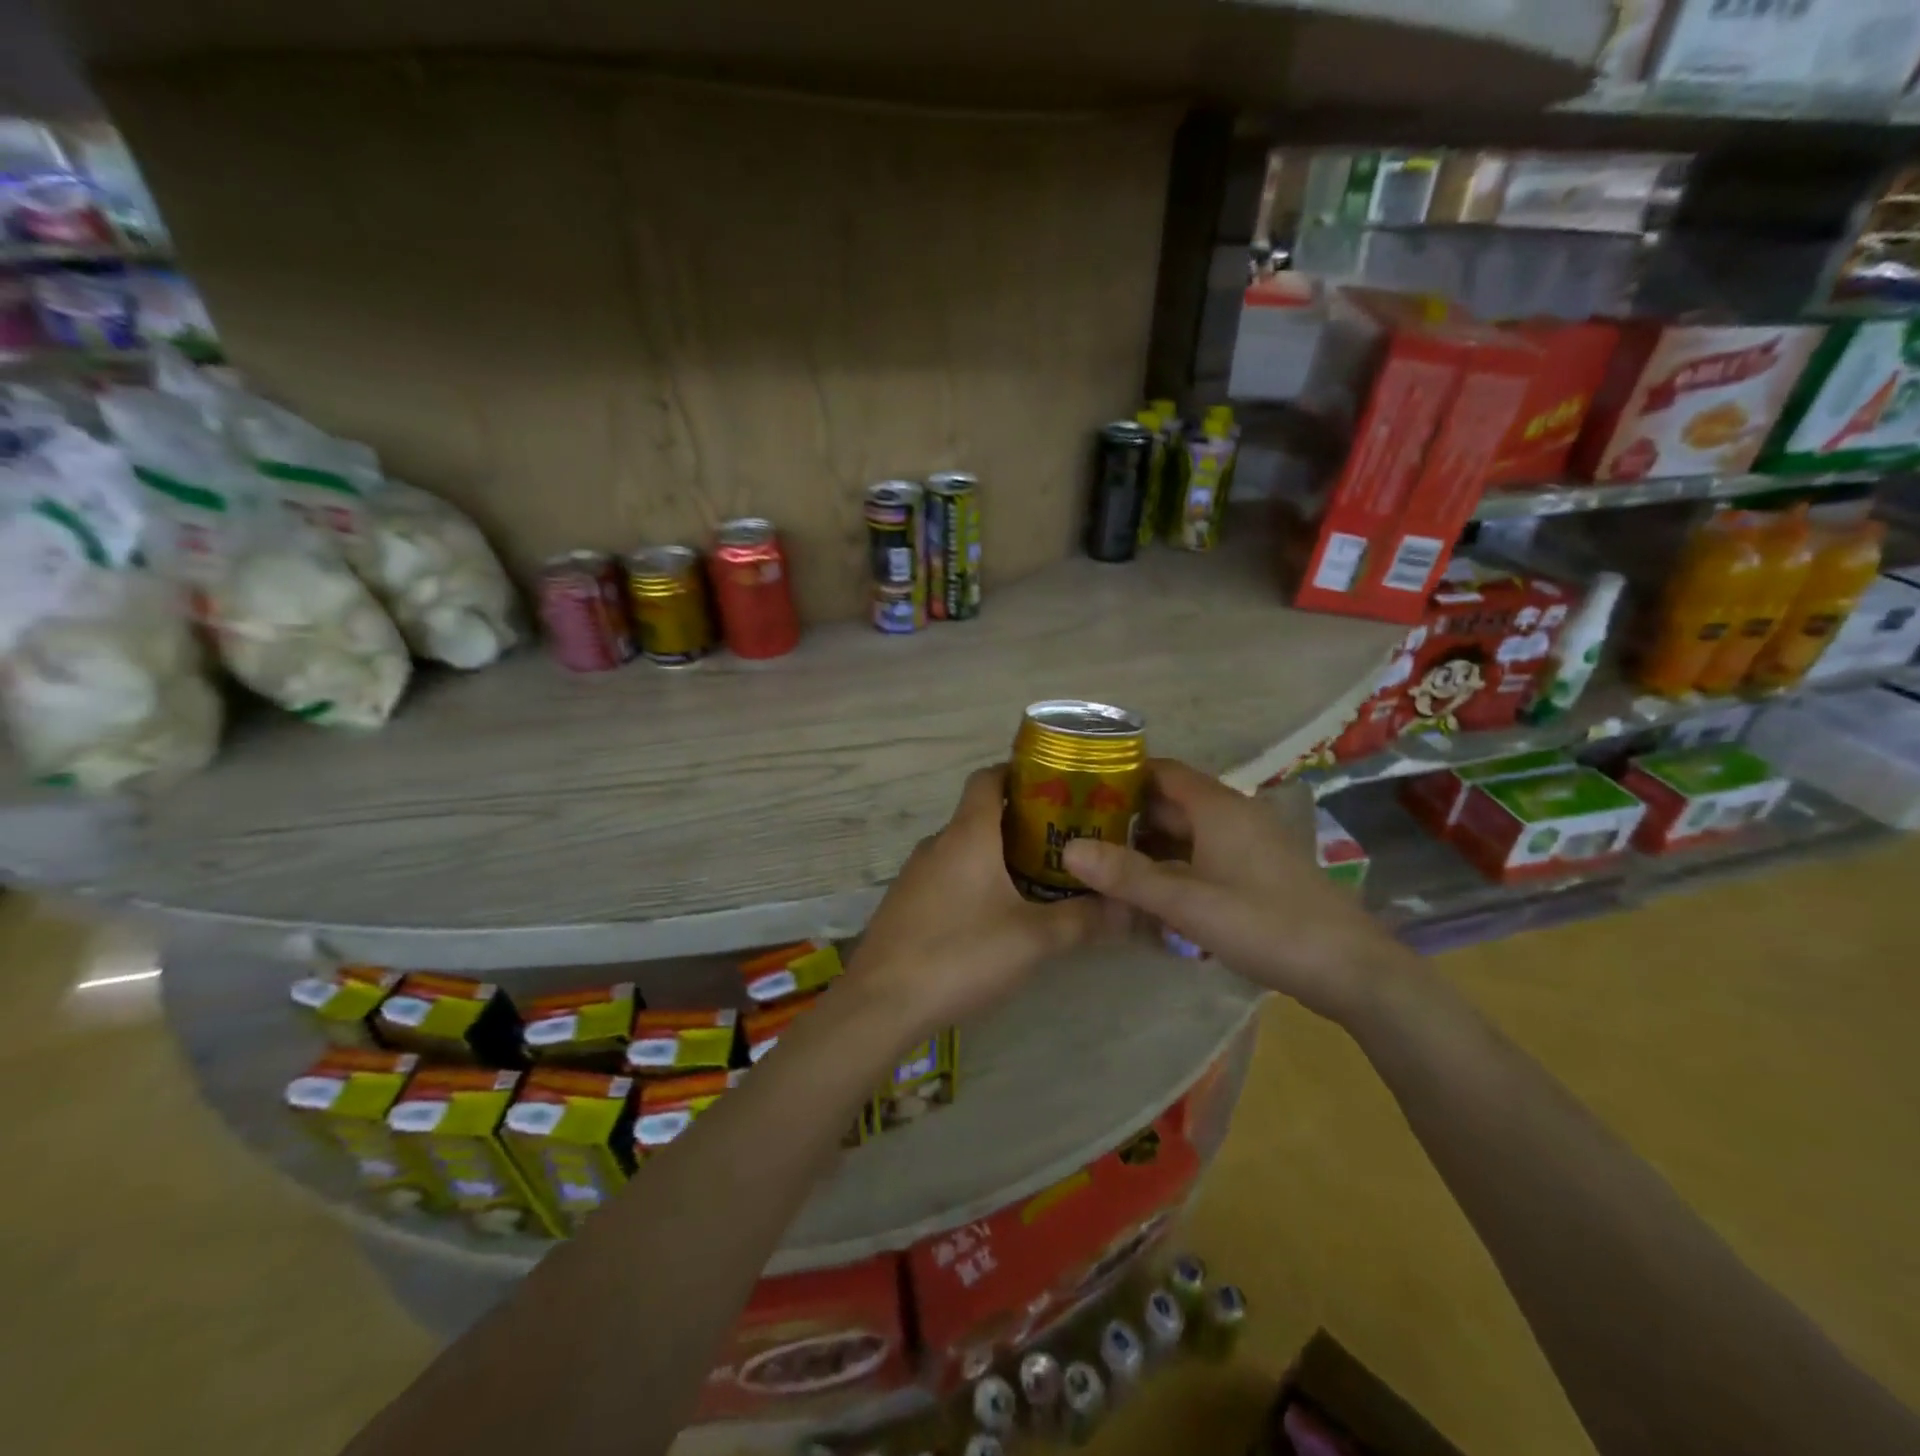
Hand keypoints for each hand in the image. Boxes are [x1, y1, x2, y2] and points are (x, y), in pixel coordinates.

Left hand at [840, 765, 1113, 1043]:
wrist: (881, 1003)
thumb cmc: (961, 954)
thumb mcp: (1033, 939)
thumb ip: (1083, 920)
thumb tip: (1127, 907)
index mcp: (967, 835)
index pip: (988, 778)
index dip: (1018, 774)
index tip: (1055, 787)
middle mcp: (937, 844)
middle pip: (980, 816)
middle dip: (1021, 824)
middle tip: (1062, 843)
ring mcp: (915, 874)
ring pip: (963, 849)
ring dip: (997, 856)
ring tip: (1037, 880)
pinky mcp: (905, 903)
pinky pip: (946, 876)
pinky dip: (973, 881)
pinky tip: (993, 916)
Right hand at [1061, 758, 1405, 1022]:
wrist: (1350, 969)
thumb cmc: (1266, 924)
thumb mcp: (1188, 902)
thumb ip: (1127, 876)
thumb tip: (1068, 850)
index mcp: (1218, 807)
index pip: (1162, 771)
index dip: (1121, 774)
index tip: (1080, 788)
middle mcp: (1234, 815)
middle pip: (1171, 802)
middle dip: (1127, 814)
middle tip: (1079, 830)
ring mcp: (1249, 844)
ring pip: (1187, 833)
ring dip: (1149, 844)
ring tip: (1103, 860)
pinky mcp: (1257, 872)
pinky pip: (1203, 856)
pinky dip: (1173, 865)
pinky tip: (1149, 890)